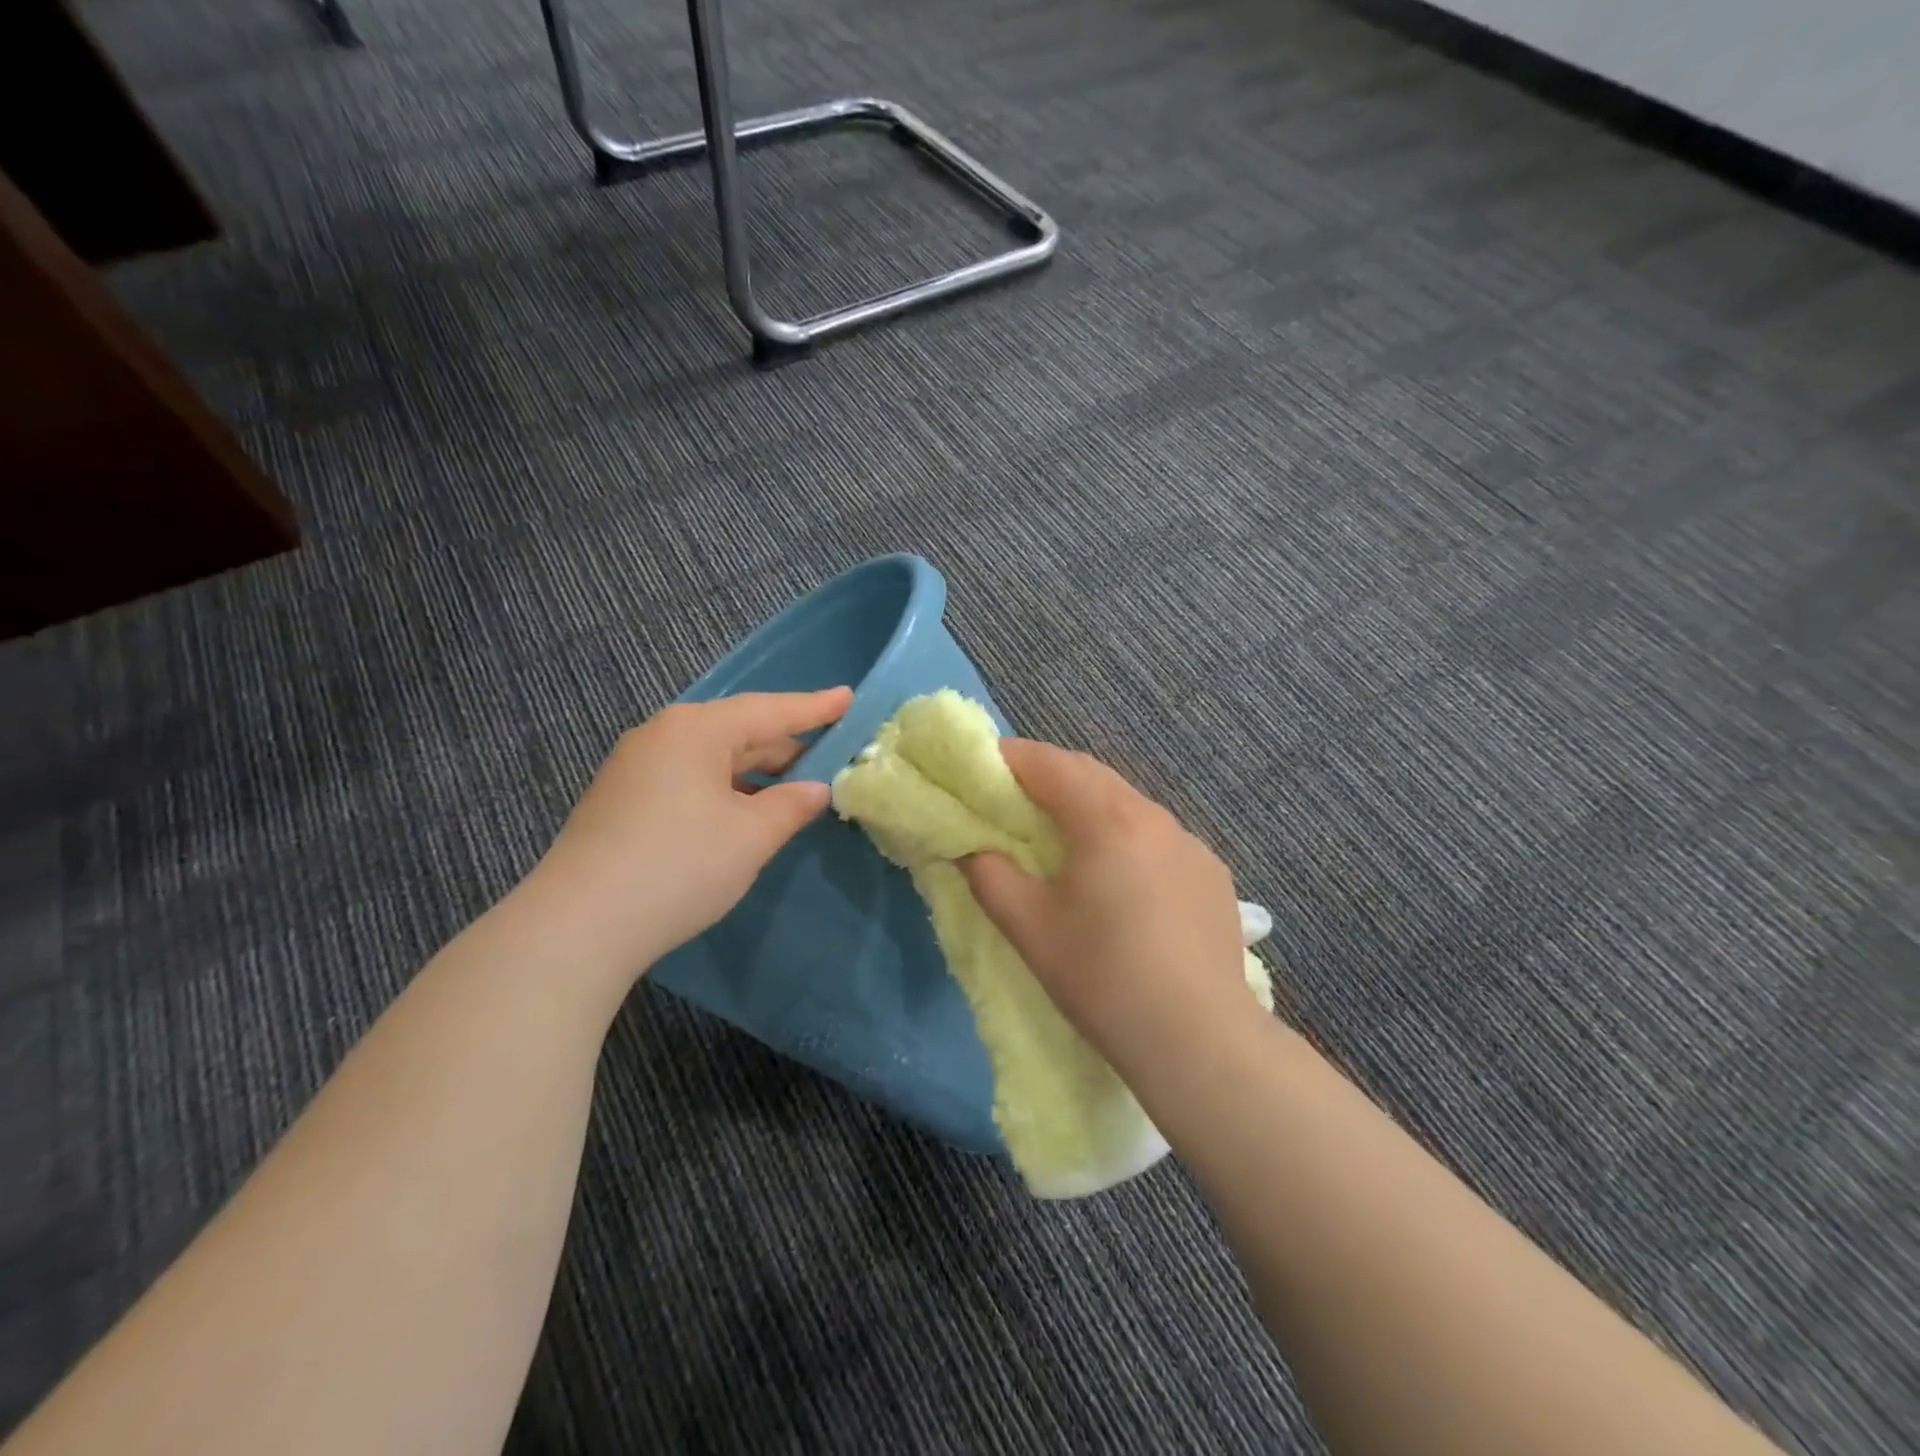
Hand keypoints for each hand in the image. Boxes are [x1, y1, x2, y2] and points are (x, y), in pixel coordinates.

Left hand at [526, 688, 852, 983]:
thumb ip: (790, 805)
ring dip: (755, 773)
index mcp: (696, 730)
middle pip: (739, 732)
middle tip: (830, 754)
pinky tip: (744, 812)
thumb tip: (815, 790)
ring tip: (795, 788)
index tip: (848, 698)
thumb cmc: (680, 865)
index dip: (814, 708)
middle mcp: (663, 735)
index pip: (769, 711)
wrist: (578, 925)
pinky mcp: (623, 800)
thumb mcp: (751, 836)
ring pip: (713, 759)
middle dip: (785, 746)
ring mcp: (636, 767)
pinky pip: (690, 780)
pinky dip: (725, 790)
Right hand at [961, 739, 1258, 1074]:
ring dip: (1089, 807)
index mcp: (1107, 819)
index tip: (982, 770)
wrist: (1199, 1040)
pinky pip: (1158, 837)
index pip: (1050, 764)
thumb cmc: (1103, 977)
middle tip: (1013, 800)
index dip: (1010, 759)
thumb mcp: (1030, 928)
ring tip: (1064, 839)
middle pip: (1092, 776)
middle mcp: (1154, 816)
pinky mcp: (1211, 874)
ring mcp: (1190, 844)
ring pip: (1128, 805)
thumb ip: (990, 877)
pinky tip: (1121, 878)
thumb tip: (973, 850)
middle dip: (1048, 777)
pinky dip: (1126, 837)